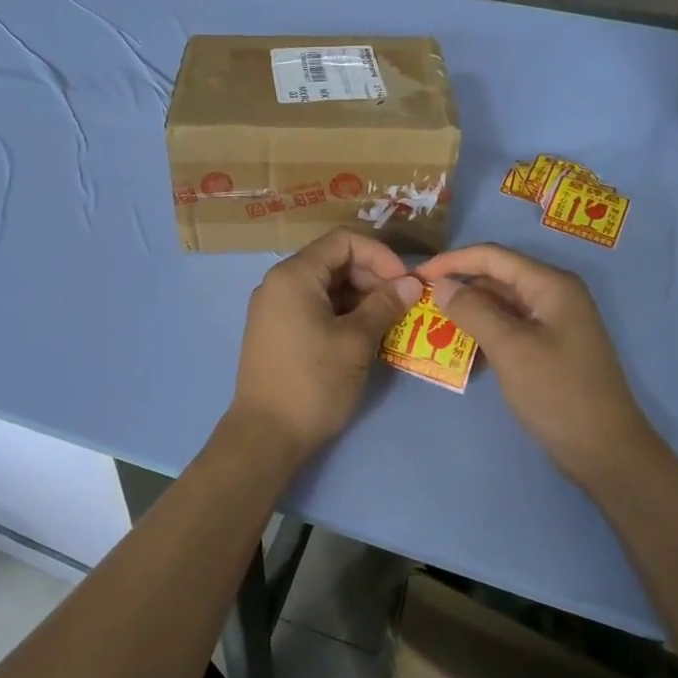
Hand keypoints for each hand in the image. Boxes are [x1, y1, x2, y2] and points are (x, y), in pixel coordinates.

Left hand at [229, 228, 419, 461]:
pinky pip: (315, 308)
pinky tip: (366, 336)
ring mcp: (275, 308)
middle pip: (334, 261)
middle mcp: (279, 283)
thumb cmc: (313, 382)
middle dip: (373, 278)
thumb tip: (412, 284)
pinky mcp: (277, 332)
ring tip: (390, 323)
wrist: (265, 436)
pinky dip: (343, 314)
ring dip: (361, 298)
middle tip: (403, 306)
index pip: (343, 241)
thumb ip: (385, 305)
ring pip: (327, 287)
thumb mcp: (356, 342)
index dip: (380, 255)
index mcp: (294, 275)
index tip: (406, 283)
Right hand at [414, 243, 649, 487]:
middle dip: (457, 287)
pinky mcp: (548, 346)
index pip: (492, 256)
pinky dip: (483, 333)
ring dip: (468, 312)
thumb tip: (441, 286)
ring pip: (500, 304)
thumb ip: (473, 311)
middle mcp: (553, 294)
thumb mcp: (510, 349)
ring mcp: (552, 321)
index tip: (415, 276)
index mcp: (550, 284)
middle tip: (418, 304)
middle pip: (496, 277)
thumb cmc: (558, 393)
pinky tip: (460, 351)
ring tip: (431, 326)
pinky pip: (508, 327)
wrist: (605, 451)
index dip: (451, 261)